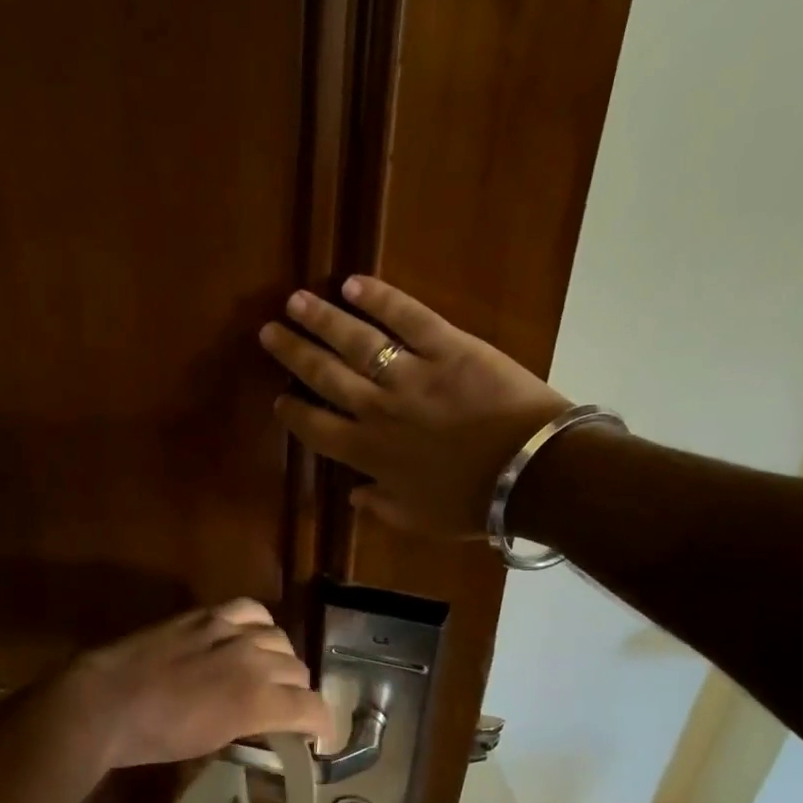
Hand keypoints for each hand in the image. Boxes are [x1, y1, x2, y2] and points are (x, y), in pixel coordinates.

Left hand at [57, 600, 335, 769]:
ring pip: (280, 638)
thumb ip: (250, 726)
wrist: (108, 702)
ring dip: (280, 658)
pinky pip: (251, 609)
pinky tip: (250, 634)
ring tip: (267, 670)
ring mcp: (231, 631)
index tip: (316, 733)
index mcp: (257, 701)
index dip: (320, 723)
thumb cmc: (155, 737)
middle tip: (285, 706)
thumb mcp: (212, 743)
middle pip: (298, 670)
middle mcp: (254, 660)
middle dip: (298, 692)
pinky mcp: (208, 614)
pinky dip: (259, 624)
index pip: (311, 707)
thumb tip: (266, 721)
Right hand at [260, 276, 568, 537]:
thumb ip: (381, 506)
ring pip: (356, 341)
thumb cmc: (475, 500)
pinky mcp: (448, 347)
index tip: (278, 399)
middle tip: (269, 332)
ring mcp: (411, 374)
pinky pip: (408, 317)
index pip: (317, 429)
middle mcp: (378, 409)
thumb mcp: (420, 519)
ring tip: (296, 301)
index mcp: (369, 452)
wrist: (533, 472)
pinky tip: (353, 283)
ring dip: (322, 319)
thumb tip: (352, 496)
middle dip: (294, 353)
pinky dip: (380, 298)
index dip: (293, 413)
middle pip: (325, 375)